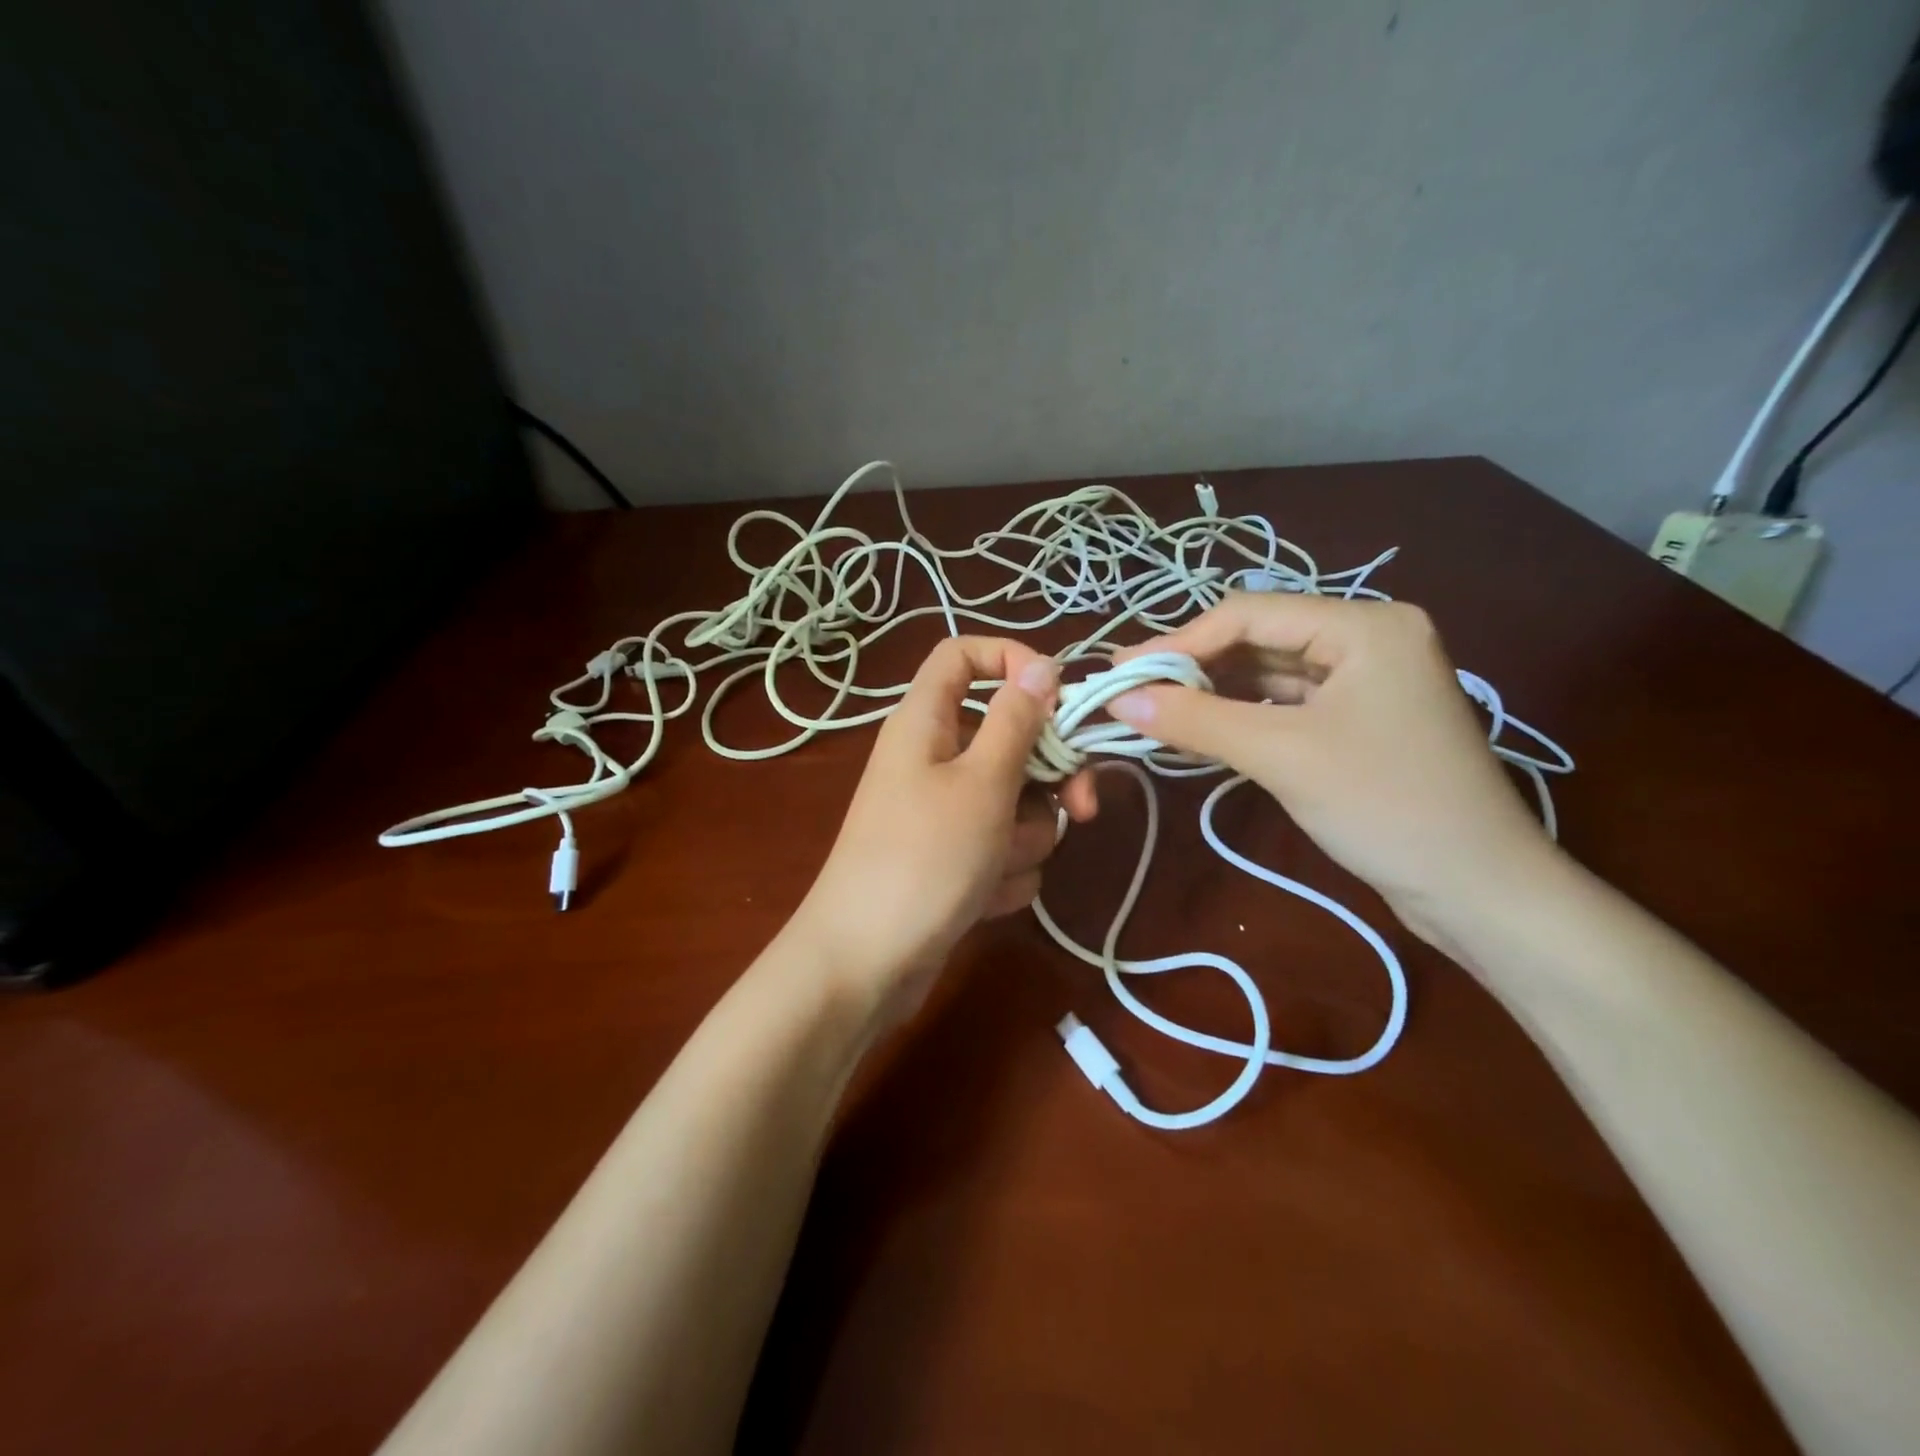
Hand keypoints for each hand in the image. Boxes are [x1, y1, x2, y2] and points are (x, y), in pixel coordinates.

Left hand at [791, 637, 1096, 1026]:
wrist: (866, 965)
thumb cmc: (923, 860)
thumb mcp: (982, 783)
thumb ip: (1018, 722)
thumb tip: (1043, 666)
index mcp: (927, 721)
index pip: (963, 655)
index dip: (1011, 660)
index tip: (1059, 697)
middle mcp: (934, 757)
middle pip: (1009, 736)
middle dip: (1047, 778)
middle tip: (1079, 807)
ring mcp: (943, 812)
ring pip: (1014, 799)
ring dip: (1023, 836)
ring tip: (996, 867)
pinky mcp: (953, 858)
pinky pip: (1000, 846)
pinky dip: (1003, 872)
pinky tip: (983, 899)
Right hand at [1104, 595, 1554, 939]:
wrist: (1479, 890)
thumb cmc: (1385, 806)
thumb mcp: (1282, 755)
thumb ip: (1196, 720)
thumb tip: (1119, 698)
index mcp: (1364, 625)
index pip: (1249, 614)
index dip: (1179, 641)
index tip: (1121, 671)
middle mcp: (1368, 638)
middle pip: (1258, 640)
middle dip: (1193, 668)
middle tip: (1131, 692)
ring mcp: (1366, 681)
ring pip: (1268, 674)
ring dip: (1212, 694)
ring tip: (1153, 712)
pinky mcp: (1360, 720)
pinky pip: (1285, 705)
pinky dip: (1240, 717)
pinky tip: (1199, 731)